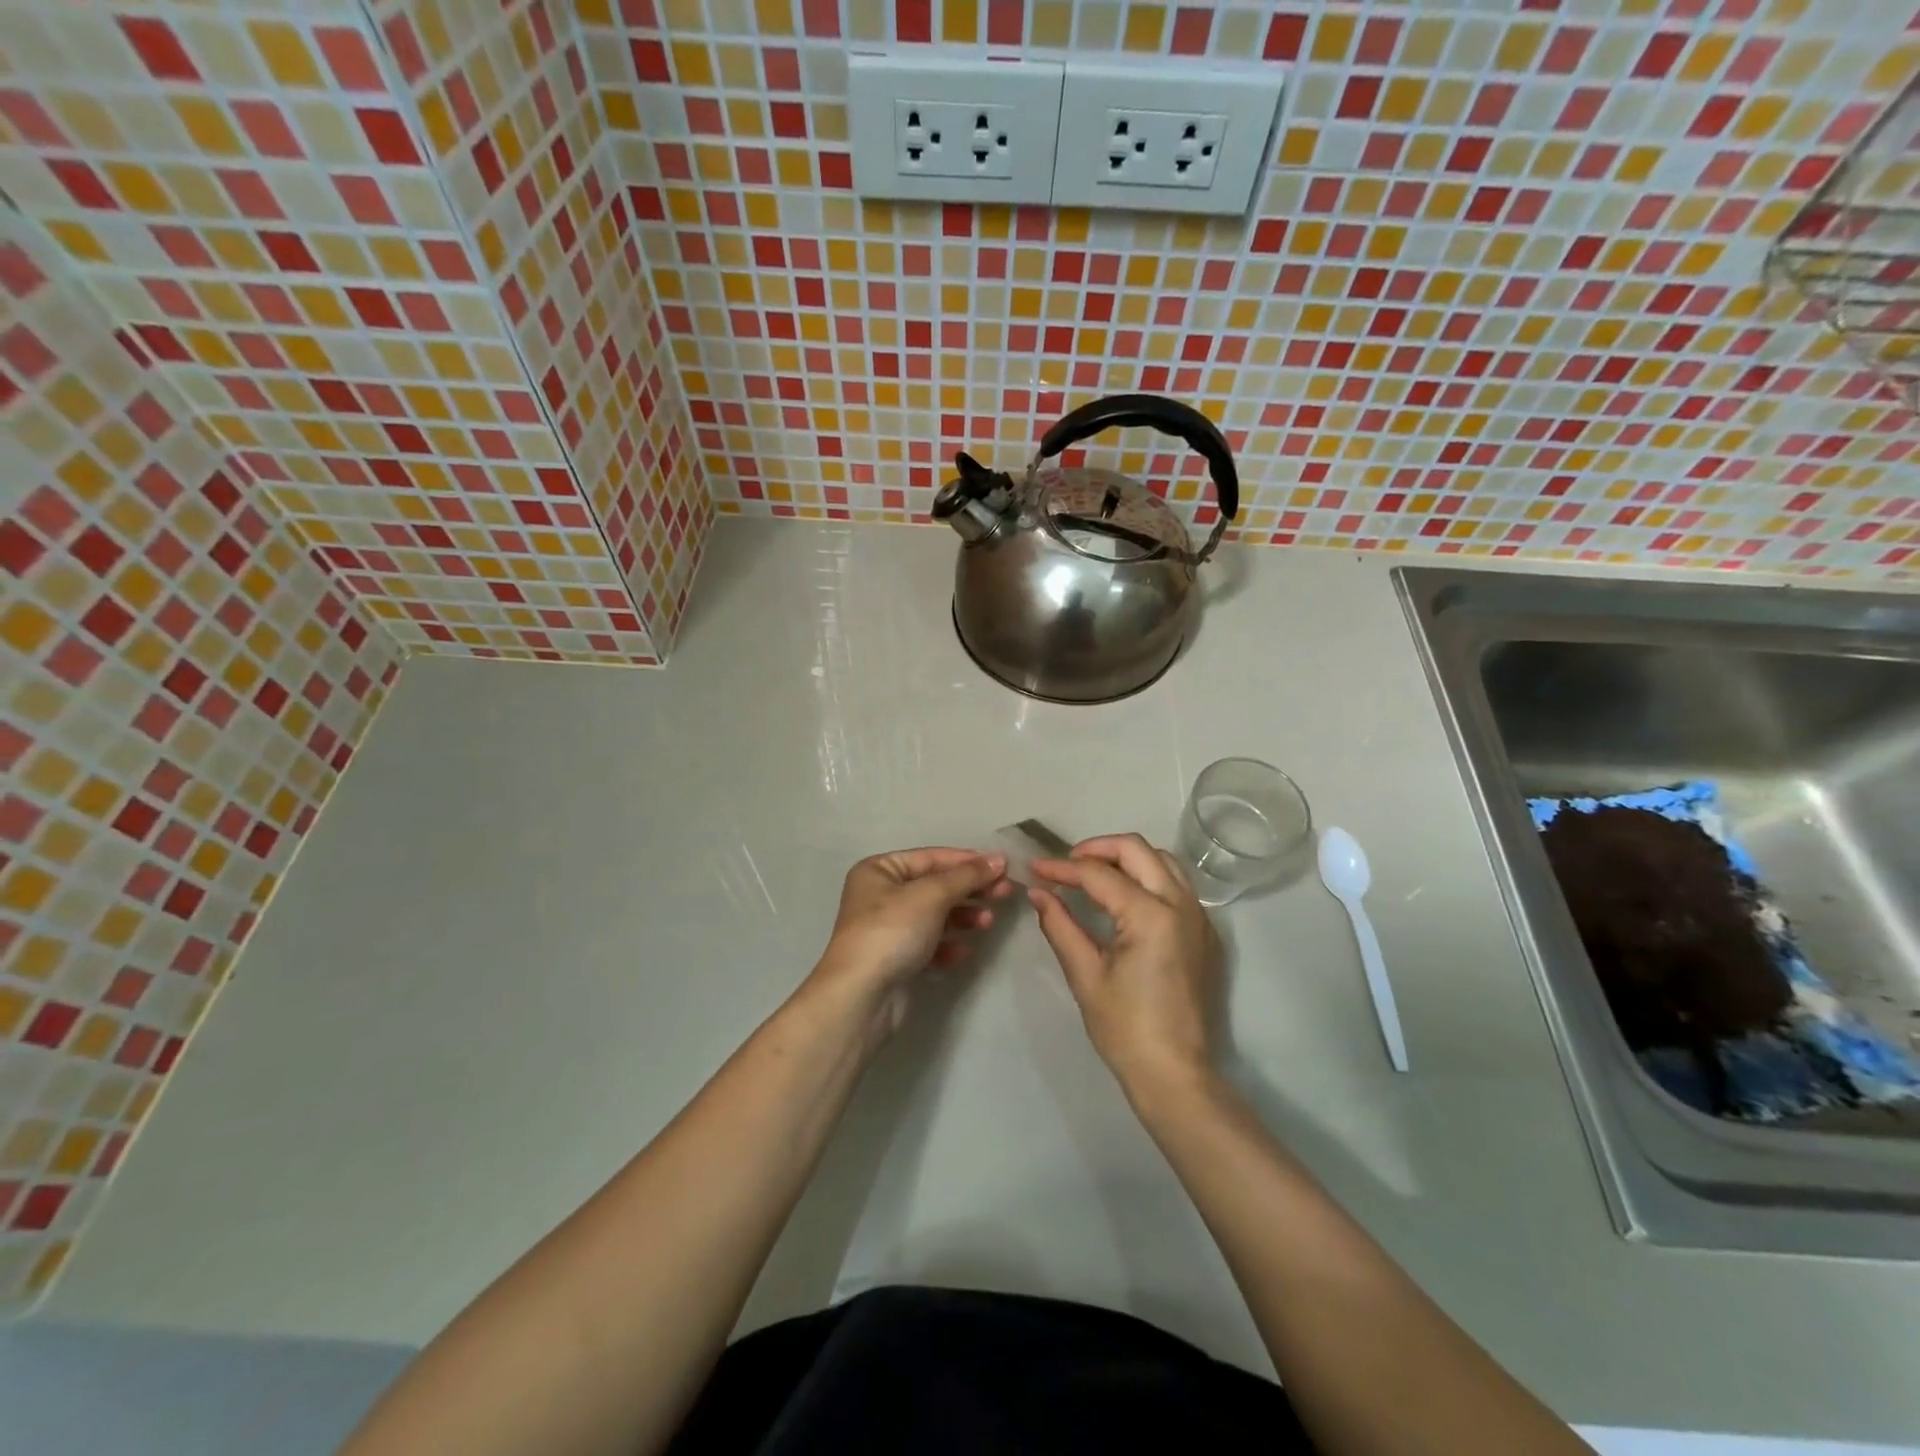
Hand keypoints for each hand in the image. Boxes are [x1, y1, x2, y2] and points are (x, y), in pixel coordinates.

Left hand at [807, 848, 1013, 1036]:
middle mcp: (880, 895)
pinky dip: (949, 945)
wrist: (862, 996)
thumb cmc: (892, 931)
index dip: (968, 861)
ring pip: (935, 916)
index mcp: (879, 870)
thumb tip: (999, 858)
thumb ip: (967, 875)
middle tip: (1006, 893)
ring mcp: (888, 929)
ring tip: (988, 923)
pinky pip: (930, 944)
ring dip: (964, 917)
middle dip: (970, 890)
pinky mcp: (896, 960)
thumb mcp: (932, 895)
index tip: (1004, 866)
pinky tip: (965, 951)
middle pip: (935, 886)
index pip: (931, 857)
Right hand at [1029, 834, 1219, 1097]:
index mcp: (1150, 915)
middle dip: (1097, 849)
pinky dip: (1147, 876)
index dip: (1062, 868)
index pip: (1098, 874)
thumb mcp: (1085, 975)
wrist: (1175, 1074)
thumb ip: (1060, 925)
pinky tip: (1124, 897)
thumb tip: (1038, 893)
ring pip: (1162, 861)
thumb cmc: (1125, 1029)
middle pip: (1137, 849)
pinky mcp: (1204, 932)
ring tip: (1093, 875)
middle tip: (1066, 865)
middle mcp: (1181, 904)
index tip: (1035, 869)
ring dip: (1126, 858)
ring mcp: (1199, 917)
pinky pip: (1176, 884)